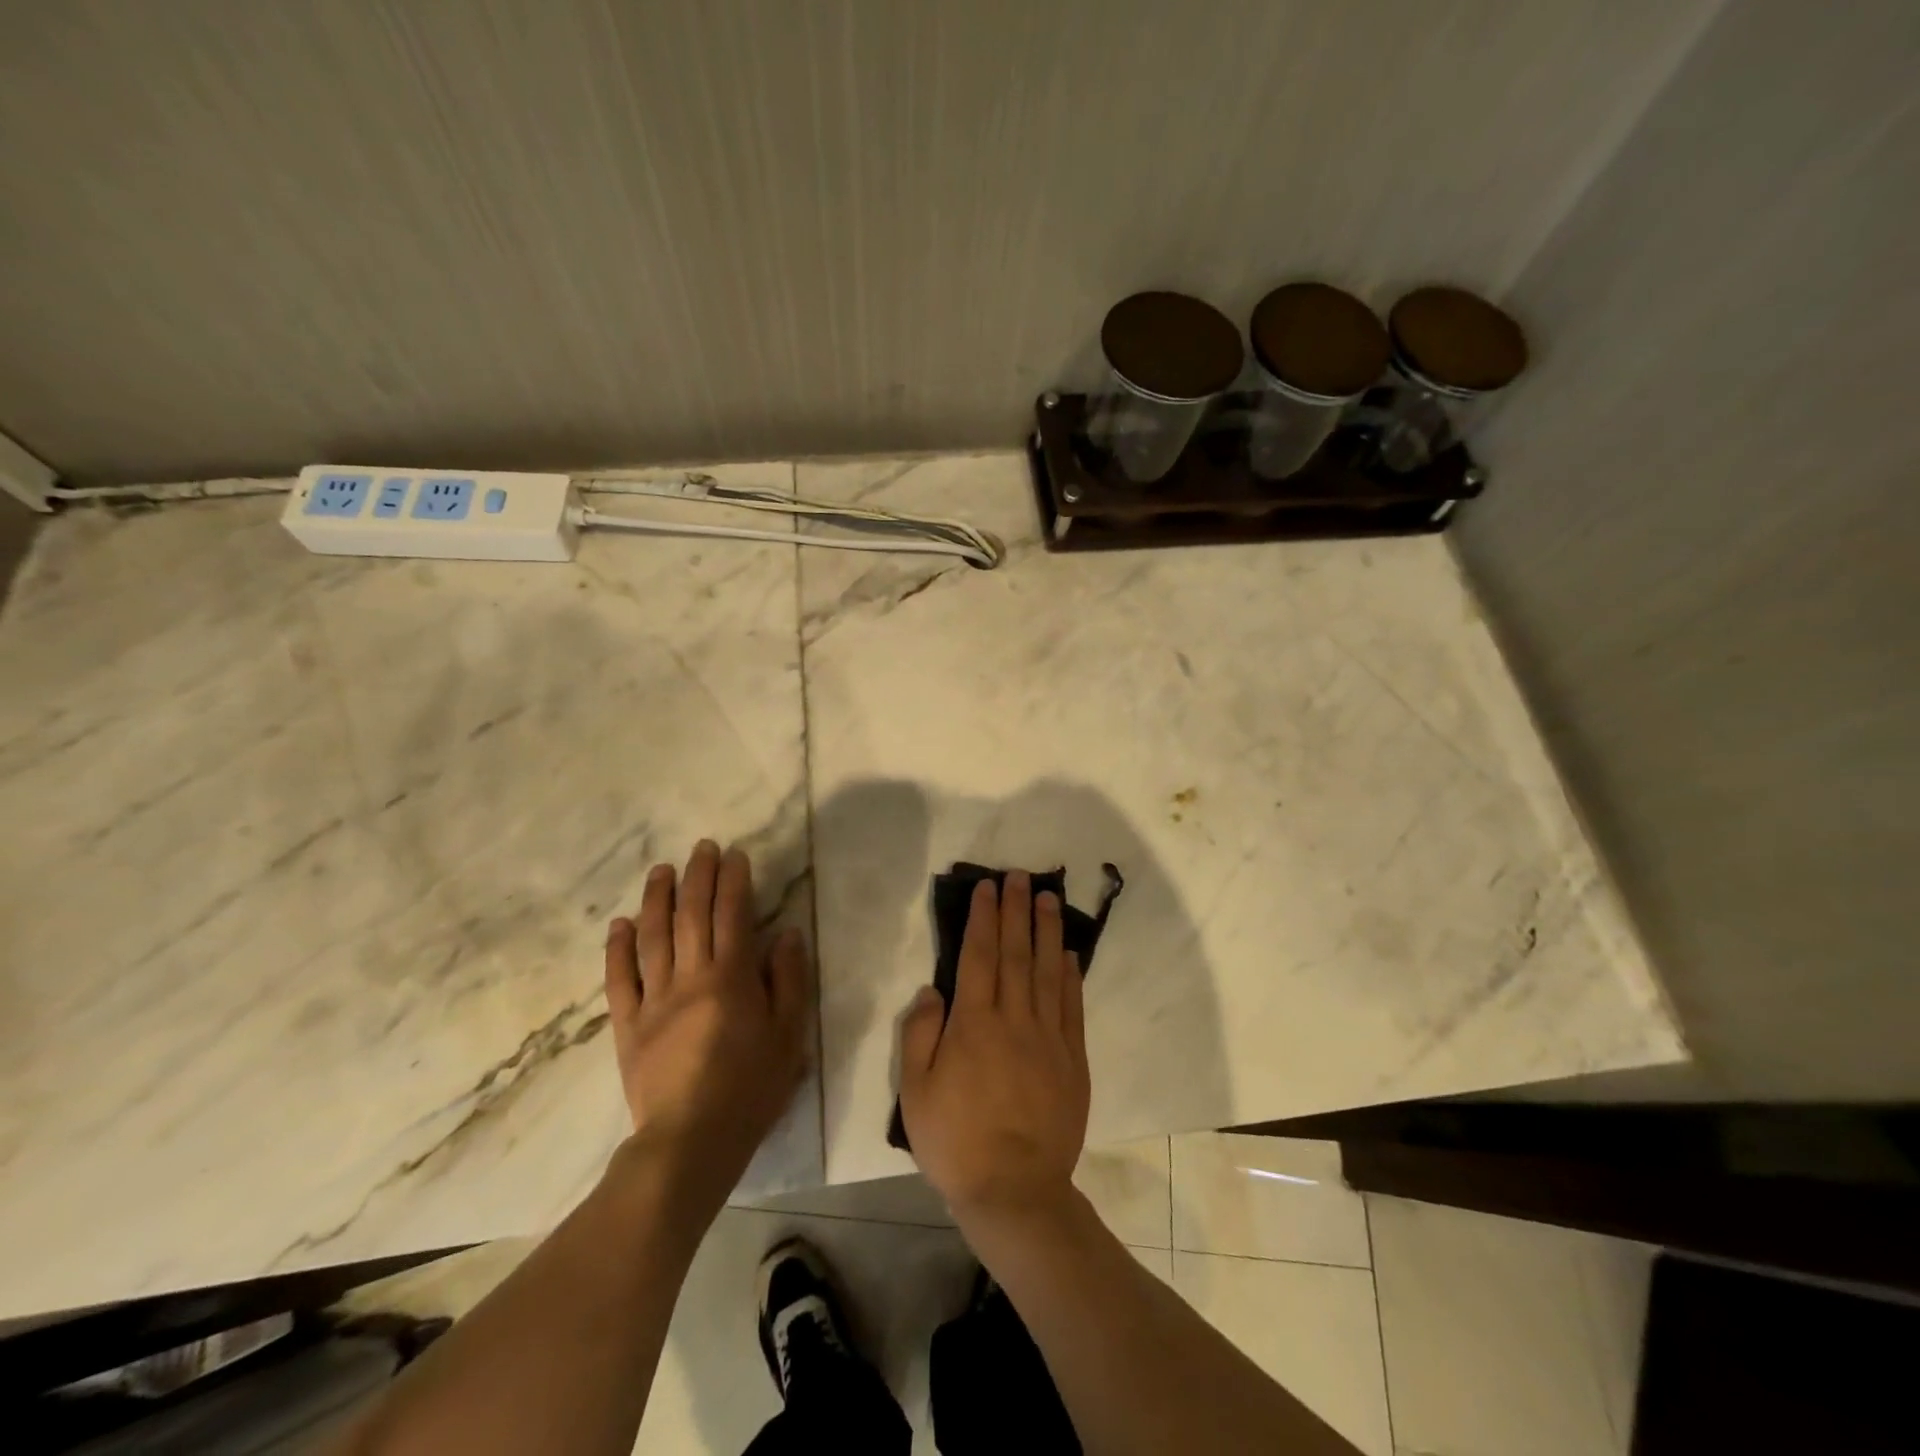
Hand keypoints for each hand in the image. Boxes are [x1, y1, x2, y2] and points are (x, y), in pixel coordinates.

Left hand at [603, 841, 810, 1211]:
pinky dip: (618, 948)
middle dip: (698, 877)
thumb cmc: (751, 1088)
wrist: (691, 1142)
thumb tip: (786, 933)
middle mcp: (690, 977)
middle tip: (701, 848)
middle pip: (691, 916)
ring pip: (653, 938)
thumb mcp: (789, 1035)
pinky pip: (619, 980)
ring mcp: (654, 1000)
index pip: (732, 915)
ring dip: (657, 899)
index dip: (733, 881)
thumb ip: (788, 980)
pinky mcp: (628, 1026)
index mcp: (731, 978)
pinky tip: (621, 923)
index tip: (734, 855)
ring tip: (661, 869)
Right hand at [899, 872, 1089, 1221]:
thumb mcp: (915, 1092)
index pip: (980, 956)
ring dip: (1048, 931)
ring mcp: (1049, 1037)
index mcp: (974, 1024)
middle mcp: (1014, 1019)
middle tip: (1021, 876)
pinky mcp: (1073, 1059)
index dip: (985, 918)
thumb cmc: (956, 1141)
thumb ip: (920, 1034)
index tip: (989, 888)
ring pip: (1048, 971)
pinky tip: (1068, 953)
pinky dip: (1070, 975)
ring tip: (1049, 898)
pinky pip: (1072, 1006)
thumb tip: (933, 990)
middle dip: (1018, 911)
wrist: (1015, 1190)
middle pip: (1016, 953)